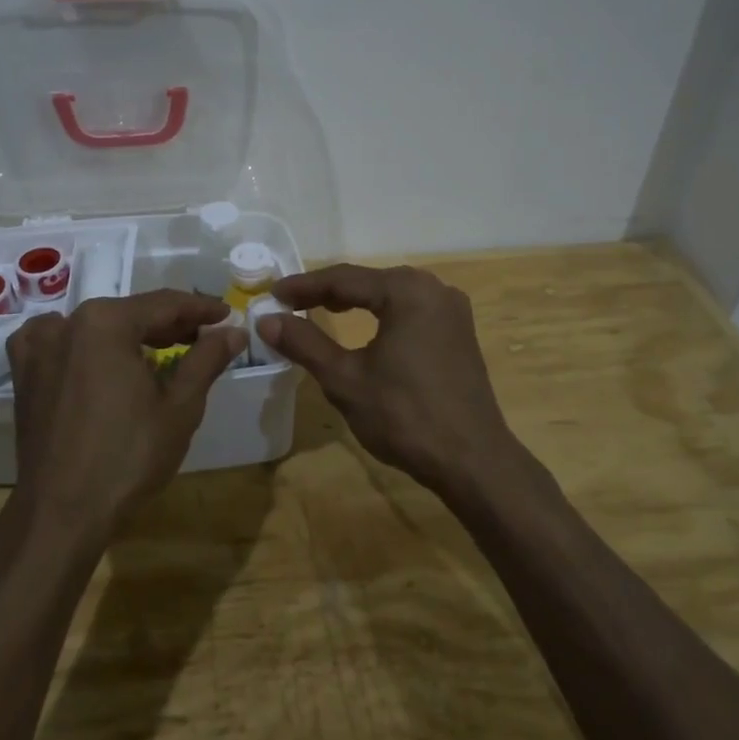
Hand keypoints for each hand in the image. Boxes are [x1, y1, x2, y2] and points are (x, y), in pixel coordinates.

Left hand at [5, 290, 246, 541]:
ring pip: (96, 327)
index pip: (164, 304)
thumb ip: (207, 359)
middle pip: (129, 313)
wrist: (61, 513)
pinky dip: (86, 344)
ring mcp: (37, 347)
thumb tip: (233, 331)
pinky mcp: (23, 373)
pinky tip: (101, 358)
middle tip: (202, 336)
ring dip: (130, 334)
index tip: (226, 314)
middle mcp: (66, 323)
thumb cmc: (128, 457)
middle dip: (168, 324)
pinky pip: (60, 343)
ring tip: (161, 350)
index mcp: (105, 322)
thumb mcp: (180, 406)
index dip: (200, 309)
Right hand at [255, 264, 517, 493]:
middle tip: (291, 303)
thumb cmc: (405, 417)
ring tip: (319, 310)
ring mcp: (452, 310)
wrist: (472, 461)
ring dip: (355, 302)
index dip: (304, 286)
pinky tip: (365, 328)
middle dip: (328, 291)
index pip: (344, 279)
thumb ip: (305, 343)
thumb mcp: (345, 379)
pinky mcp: (460, 332)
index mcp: (407, 291)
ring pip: (391, 295)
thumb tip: (266, 320)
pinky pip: (411, 311)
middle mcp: (434, 288)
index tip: (272, 294)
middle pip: (369, 281)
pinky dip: (381, 315)